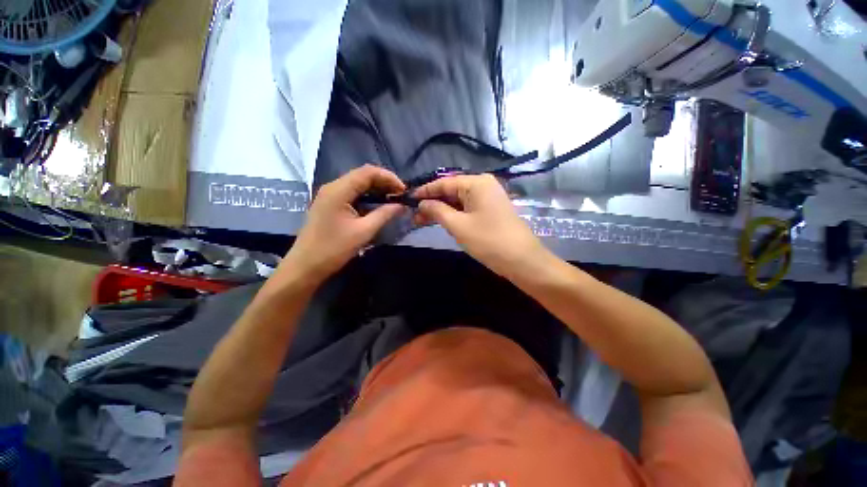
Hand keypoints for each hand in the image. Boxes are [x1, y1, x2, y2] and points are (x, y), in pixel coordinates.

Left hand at [284, 165, 405, 282]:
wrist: (306, 266)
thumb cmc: (334, 249)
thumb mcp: (364, 231)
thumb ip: (384, 214)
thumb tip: (401, 205)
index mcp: (339, 190)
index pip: (368, 172)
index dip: (388, 177)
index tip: (404, 190)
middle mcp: (333, 187)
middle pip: (362, 175)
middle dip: (384, 183)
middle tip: (401, 195)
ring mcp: (330, 195)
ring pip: (358, 184)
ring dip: (377, 189)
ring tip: (393, 199)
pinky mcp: (330, 204)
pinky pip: (352, 193)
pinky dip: (367, 196)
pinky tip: (378, 204)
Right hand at [413, 174, 546, 278]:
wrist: (522, 261)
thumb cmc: (488, 241)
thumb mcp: (458, 225)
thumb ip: (437, 210)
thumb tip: (422, 203)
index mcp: (476, 183)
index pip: (444, 183)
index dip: (425, 191)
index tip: (408, 199)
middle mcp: (483, 185)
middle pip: (451, 191)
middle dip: (433, 203)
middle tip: (414, 215)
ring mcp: (489, 197)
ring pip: (459, 201)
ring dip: (442, 210)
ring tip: (422, 220)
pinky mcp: (491, 210)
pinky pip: (467, 208)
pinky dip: (454, 215)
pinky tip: (441, 221)